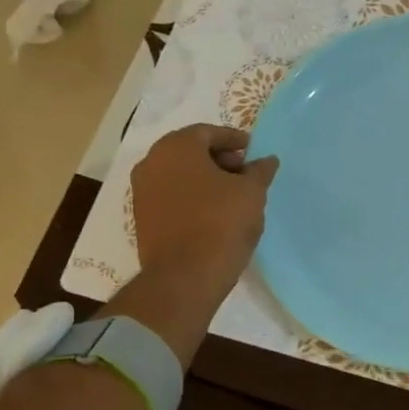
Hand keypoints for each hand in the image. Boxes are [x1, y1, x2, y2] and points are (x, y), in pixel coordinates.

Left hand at [131, 124, 278, 299]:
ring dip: (204, 178)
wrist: (184, 277)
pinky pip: (170, 195)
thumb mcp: (252, 193)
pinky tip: (212, 212)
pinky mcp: (142, 218)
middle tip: (244, 172)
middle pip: (190, 151)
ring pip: (179, 174)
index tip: (252, 150)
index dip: (234, 139)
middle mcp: (152, 162)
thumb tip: (266, 160)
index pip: (208, 132)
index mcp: (176, 147)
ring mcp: (142, 191)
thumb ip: (259, 171)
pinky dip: (191, 196)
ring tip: (231, 195)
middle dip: (218, 158)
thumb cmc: (221, 224)